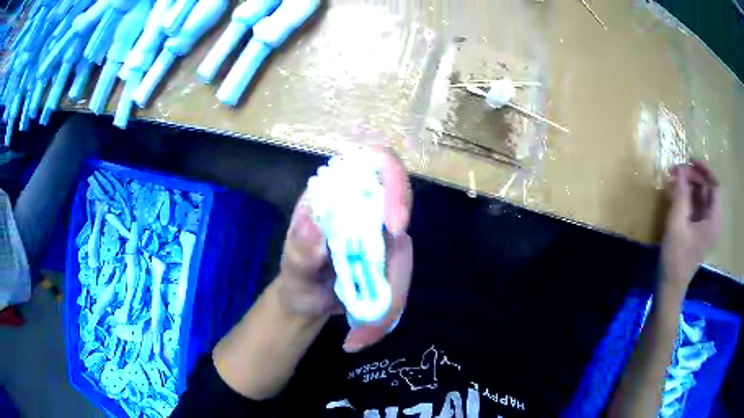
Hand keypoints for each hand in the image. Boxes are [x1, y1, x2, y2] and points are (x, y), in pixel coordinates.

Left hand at [277, 149, 412, 352]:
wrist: (308, 301)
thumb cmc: (297, 278)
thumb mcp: (291, 268)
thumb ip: (298, 250)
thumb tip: (313, 225)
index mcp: (337, 193)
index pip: (376, 163)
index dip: (394, 183)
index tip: (393, 225)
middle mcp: (365, 207)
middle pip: (403, 216)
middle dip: (394, 268)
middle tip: (379, 311)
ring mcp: (382, 234)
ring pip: (405, 259)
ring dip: (390, 301)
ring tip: (360, 336)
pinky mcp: (391, 260)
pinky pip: (403, 280)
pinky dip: (389, 310)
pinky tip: (363, 335)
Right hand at [660, 160, 720, 289]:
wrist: (669, 287)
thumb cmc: (675, 257)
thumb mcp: (677, 224)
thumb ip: (680, 194)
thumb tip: (680, 169)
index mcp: (713, 220)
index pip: (714, 185)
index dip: (703, 170)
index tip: (689, 160)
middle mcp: (713, 221)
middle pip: (707, 189)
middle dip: (692, 177)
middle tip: (675, 172)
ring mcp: (705, 227)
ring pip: (700, 197)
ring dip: (688, 186)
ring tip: (673, 181)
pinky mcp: (698, 231)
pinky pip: (696, 207)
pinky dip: (687, 198)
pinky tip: (675, 195)